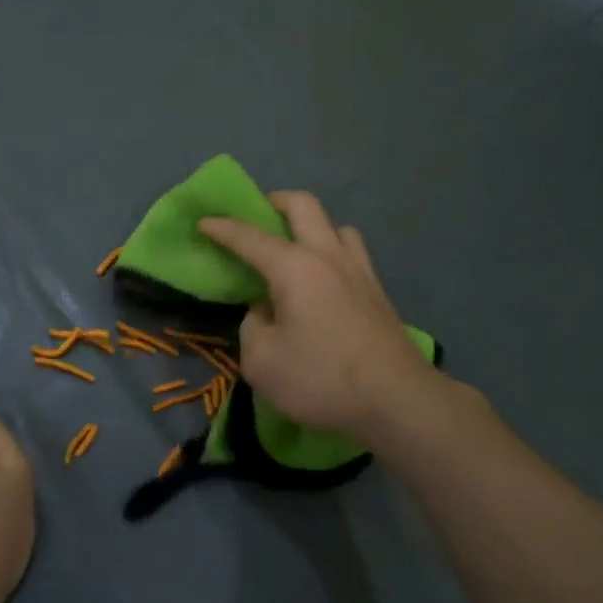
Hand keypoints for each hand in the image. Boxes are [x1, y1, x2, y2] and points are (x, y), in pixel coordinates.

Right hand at [200, 192, 442, 443]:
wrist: (398, 400)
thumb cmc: (322, 379)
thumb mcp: (262, 361)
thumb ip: (252, 327)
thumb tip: (266, 311)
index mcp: (294, 267)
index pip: (250, 237)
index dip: (223, 228)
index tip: (204, 222)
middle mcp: (328, 256)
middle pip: (303, 205)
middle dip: (274, 201)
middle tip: (257, 215)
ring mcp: (360, 271)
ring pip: (335, 225)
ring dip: (311, 226)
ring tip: (295, 250)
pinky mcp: (379, 292)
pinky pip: (352, 252)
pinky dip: (332, 252)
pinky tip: (324, 280)